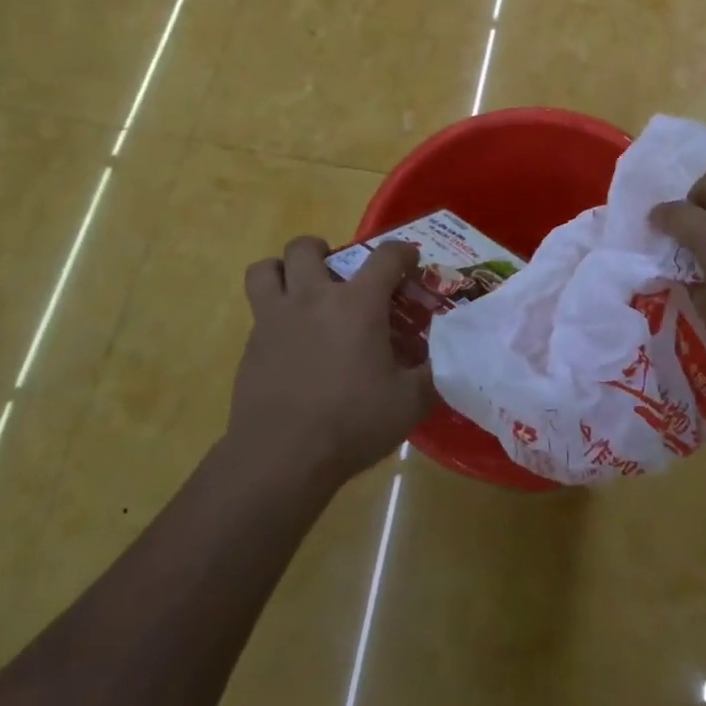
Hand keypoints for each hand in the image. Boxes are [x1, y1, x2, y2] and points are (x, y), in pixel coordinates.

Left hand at [231, 237, 436, 486]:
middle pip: (306, 247)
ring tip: (298, 290)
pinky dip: (272, 315)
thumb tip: (454, 358)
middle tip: (336, 276)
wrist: (280, 458)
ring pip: (265, 270)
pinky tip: (288, 344)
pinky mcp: (251, 346)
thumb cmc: (351, 424)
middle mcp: (313, 298)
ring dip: (282, 271)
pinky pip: (257, 312)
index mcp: (358, 303)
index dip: (403, 253)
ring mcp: (275, 319)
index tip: (410, 263)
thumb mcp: (410, 402)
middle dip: (323, 251)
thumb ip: (434, 374)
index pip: (386, 256)